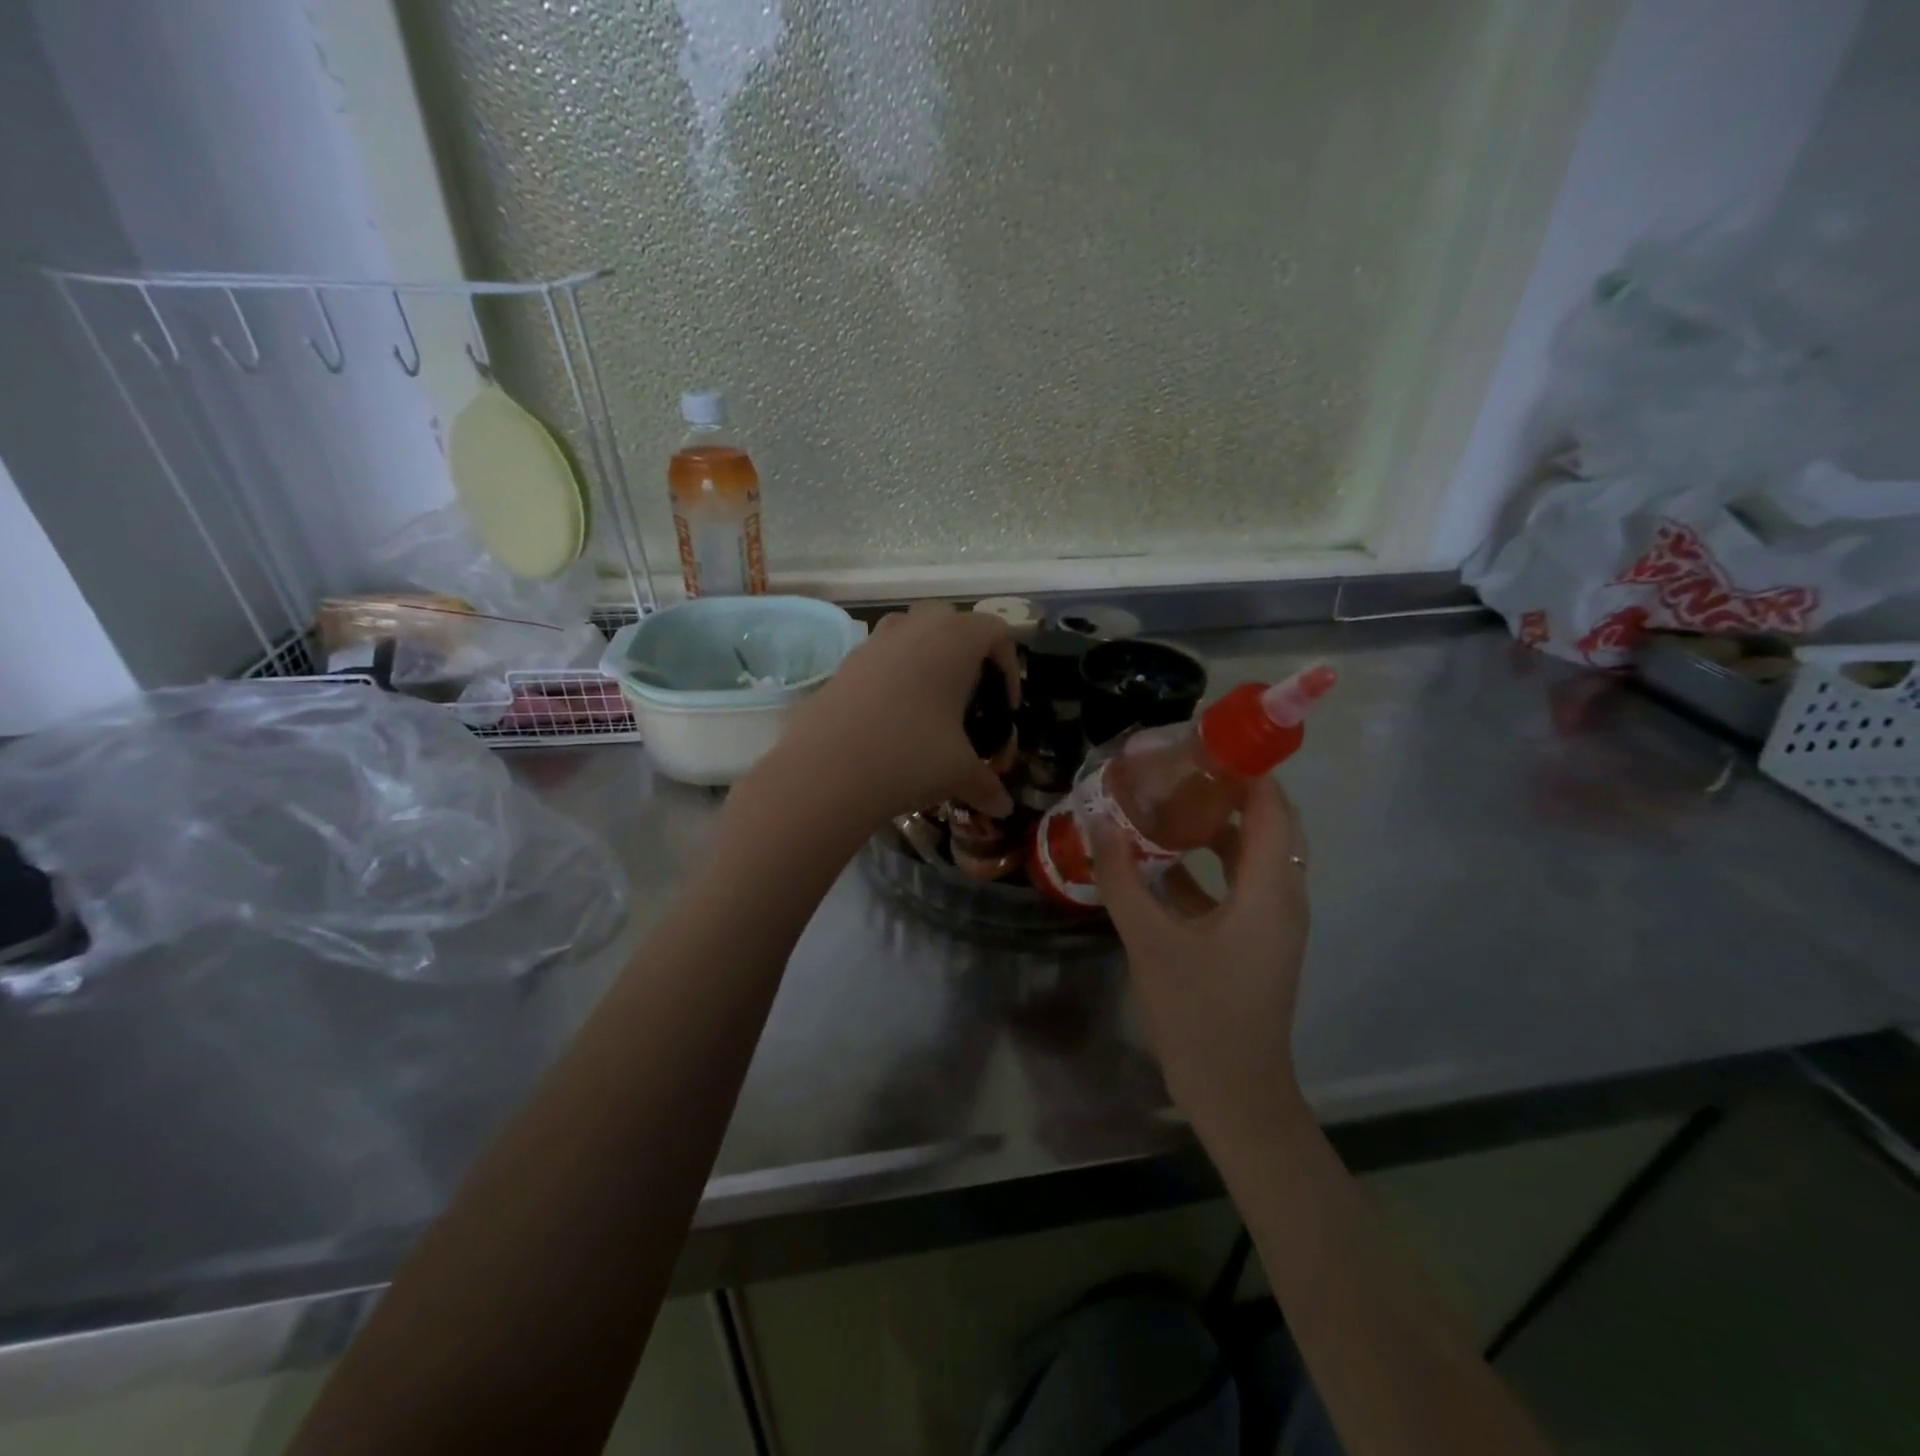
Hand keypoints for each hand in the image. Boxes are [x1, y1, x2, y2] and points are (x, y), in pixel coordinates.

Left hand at [750, 603, 1018, 834]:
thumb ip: (986, 784)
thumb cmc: (910, 757)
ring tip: (930, 703)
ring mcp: (874, 642)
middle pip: (952, 621)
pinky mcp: (844, 663)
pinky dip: (893, 675)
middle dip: (967, 653)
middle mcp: (915, 627)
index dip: (1009, 665)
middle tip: (970, 696)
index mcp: (954, 640)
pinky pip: (880, 656)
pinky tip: (891, 718)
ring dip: (927, 657)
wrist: (826, 770)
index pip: (996, 630)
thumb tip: (1004, 808)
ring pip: (911, 631)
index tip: (1004, 706)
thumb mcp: (958, 772)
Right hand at [1092, 774, 1311, 1144]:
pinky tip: (1164, 861)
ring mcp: (1273, 922)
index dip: (1247, 768)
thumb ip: (1123, 879)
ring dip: (1219, 826)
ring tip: (1169, 801)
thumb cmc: (1198, 1013)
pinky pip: (1240, 885)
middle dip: (1230, 790)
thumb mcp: (1150, 941)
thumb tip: (1099, 822)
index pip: (1272, 807)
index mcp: (1270, 890)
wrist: (1235, 1093)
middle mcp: (1283, 897)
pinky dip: (1211, 864)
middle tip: (1180, 766)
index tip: (1204, 741)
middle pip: (1269, 824)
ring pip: (1254, 855)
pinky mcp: (1258, 941)